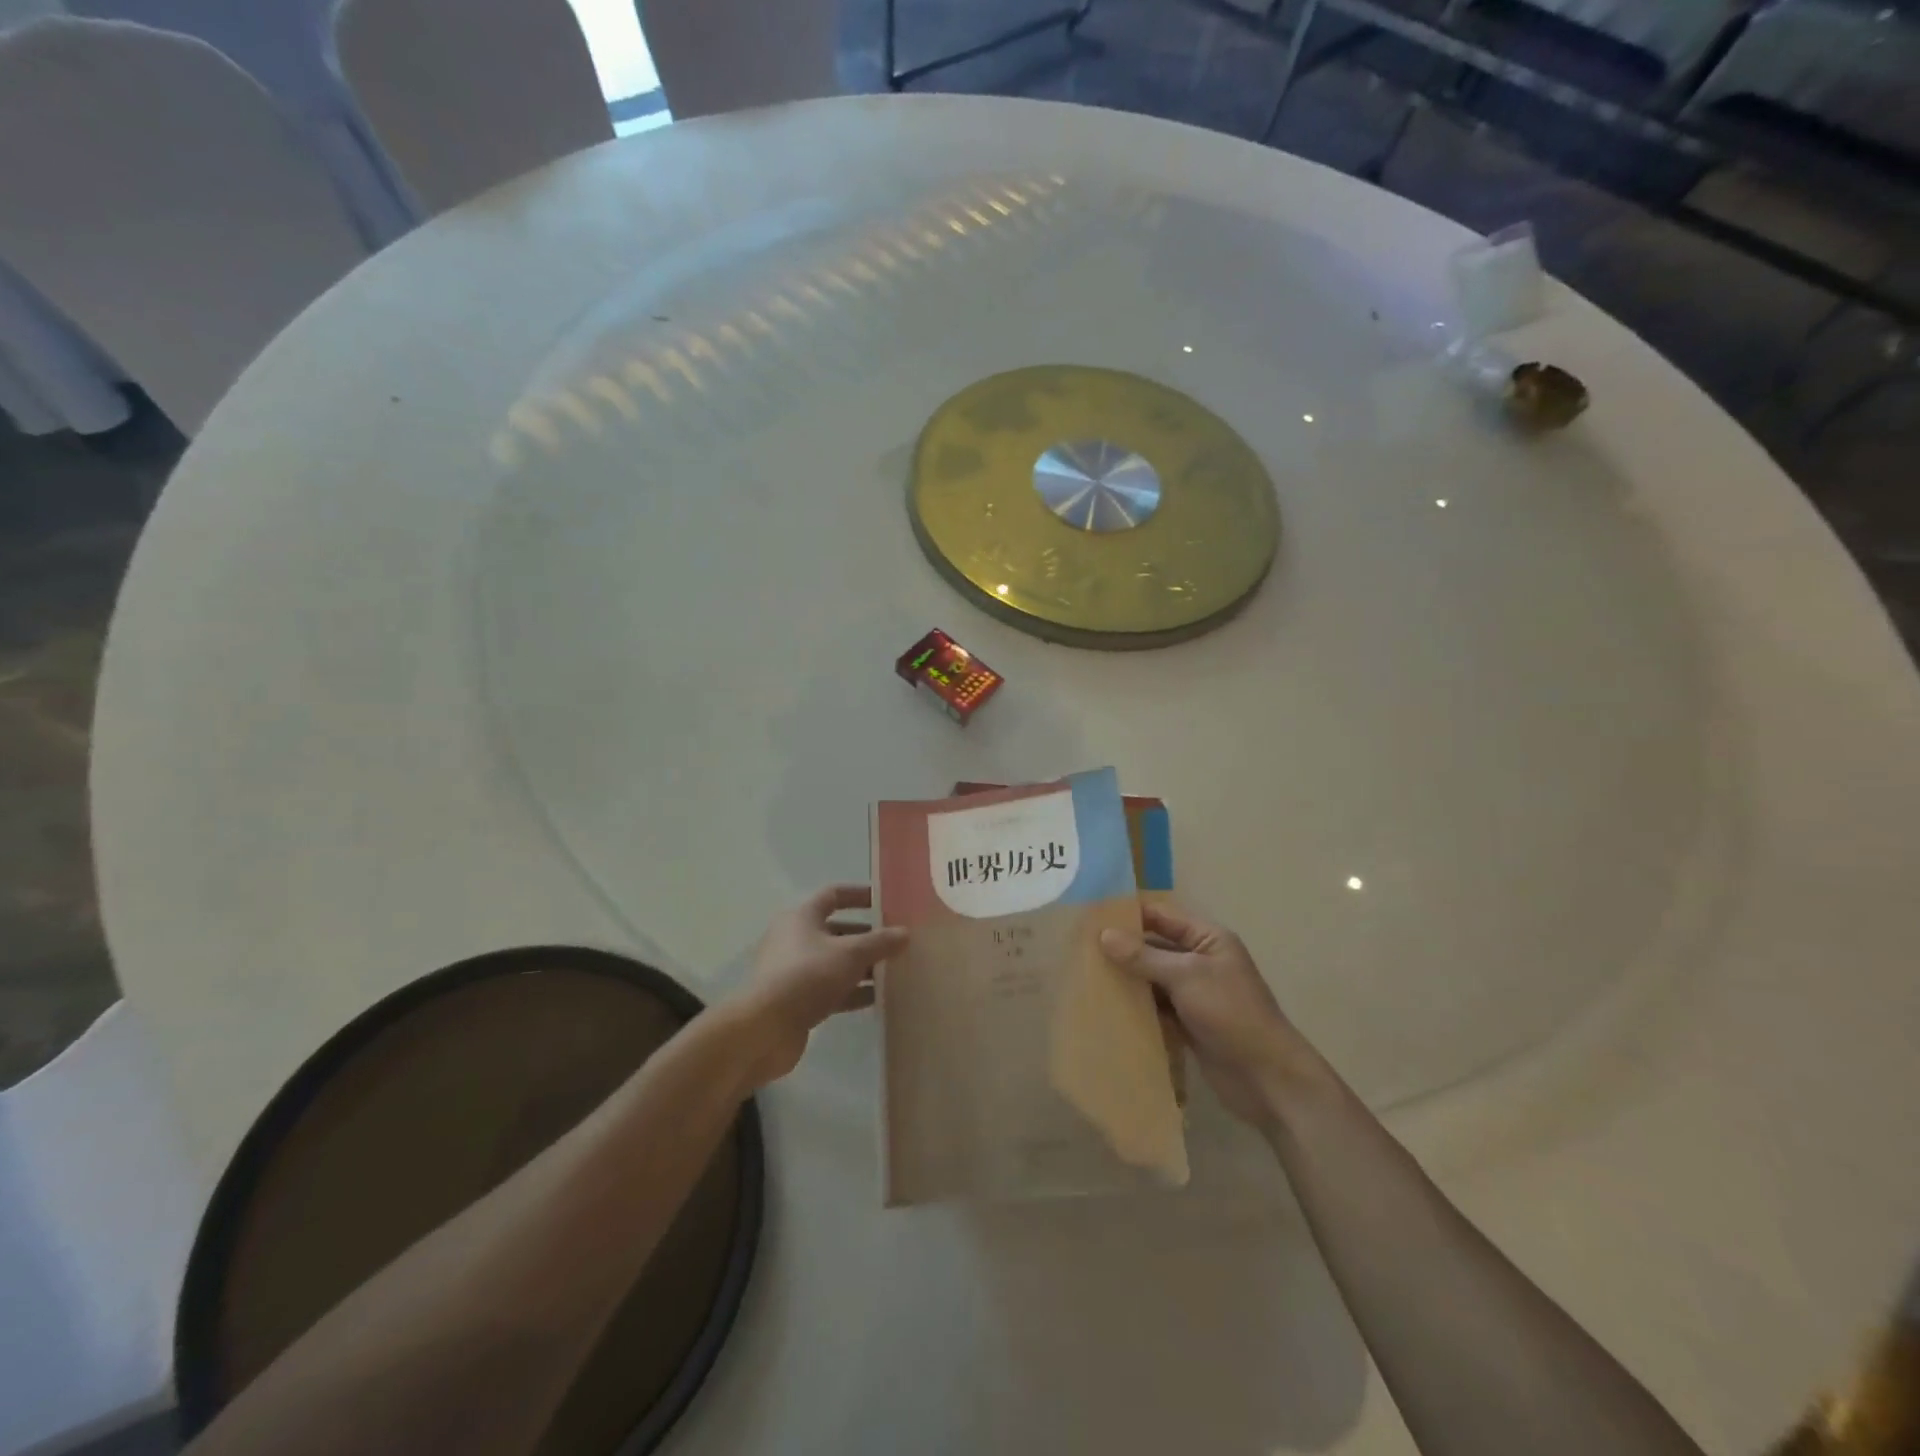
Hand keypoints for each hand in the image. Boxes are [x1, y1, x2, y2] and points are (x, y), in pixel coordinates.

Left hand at [727, 885, 906, 1086]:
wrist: (764, 1029)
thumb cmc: (807, 976)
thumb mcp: (850, 954)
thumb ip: (879, 942)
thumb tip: (905, 933)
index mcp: (802, 917)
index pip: (833, 895)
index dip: (860, 895)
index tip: (886, 901)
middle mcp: (795, 939)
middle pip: (836, 930)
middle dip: (867, 936)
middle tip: (897, 942)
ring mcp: (794, 971)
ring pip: (835, 962)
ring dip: (862, 967)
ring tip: (894, 971)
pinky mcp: (796, 1000)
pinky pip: (831, 989)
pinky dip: (852, 991)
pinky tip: (878, 999)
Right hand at [1101, 902, 1319, 1126]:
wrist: (1266, 1078)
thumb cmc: (1231, 1014)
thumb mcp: (1186, 976)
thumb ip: (1144, 956)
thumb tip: (1104, 935)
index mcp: (1208, 939)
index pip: (1162, 916)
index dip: (1130, 914)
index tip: (1091, 916)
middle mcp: (1201, 961)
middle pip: (1154, 947)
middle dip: (1122, 949)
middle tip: (1080, 949)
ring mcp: (1194, 994)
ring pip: (1152, 979)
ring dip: (1126, 980)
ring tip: (1086, 976)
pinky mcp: (1188, 1023)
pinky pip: (1156, 1007)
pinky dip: (1136, 1007)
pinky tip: (1106, 1008)